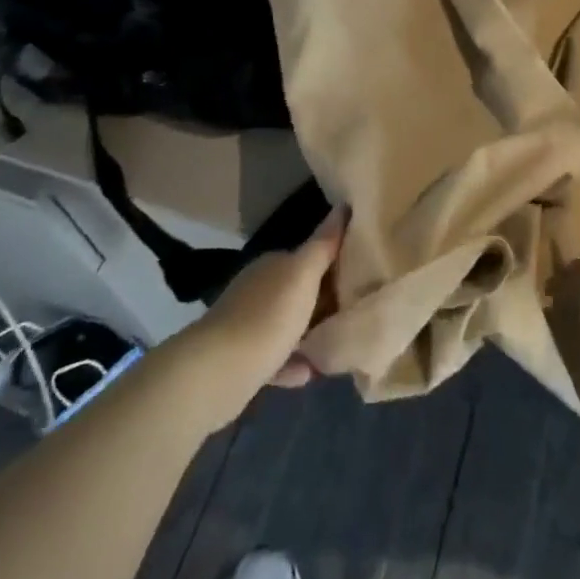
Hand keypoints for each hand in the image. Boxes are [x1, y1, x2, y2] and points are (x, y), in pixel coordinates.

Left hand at [173, 210, 344, 427]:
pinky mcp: (242, 361)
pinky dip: (292, 363)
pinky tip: (310, 372)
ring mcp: (247, 325)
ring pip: (287, 325)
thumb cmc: (267, 316)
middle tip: (357, 310)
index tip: (362, 275)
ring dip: (310, 333)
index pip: (308, 257)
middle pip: (299, 291)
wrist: (217, 373)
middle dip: (324, 300)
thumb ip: (323, 245)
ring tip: (338, 342)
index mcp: (273, 265)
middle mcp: (258, 289)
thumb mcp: (303, 275)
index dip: (334, 264)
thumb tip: (342, 205)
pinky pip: (275, 359)